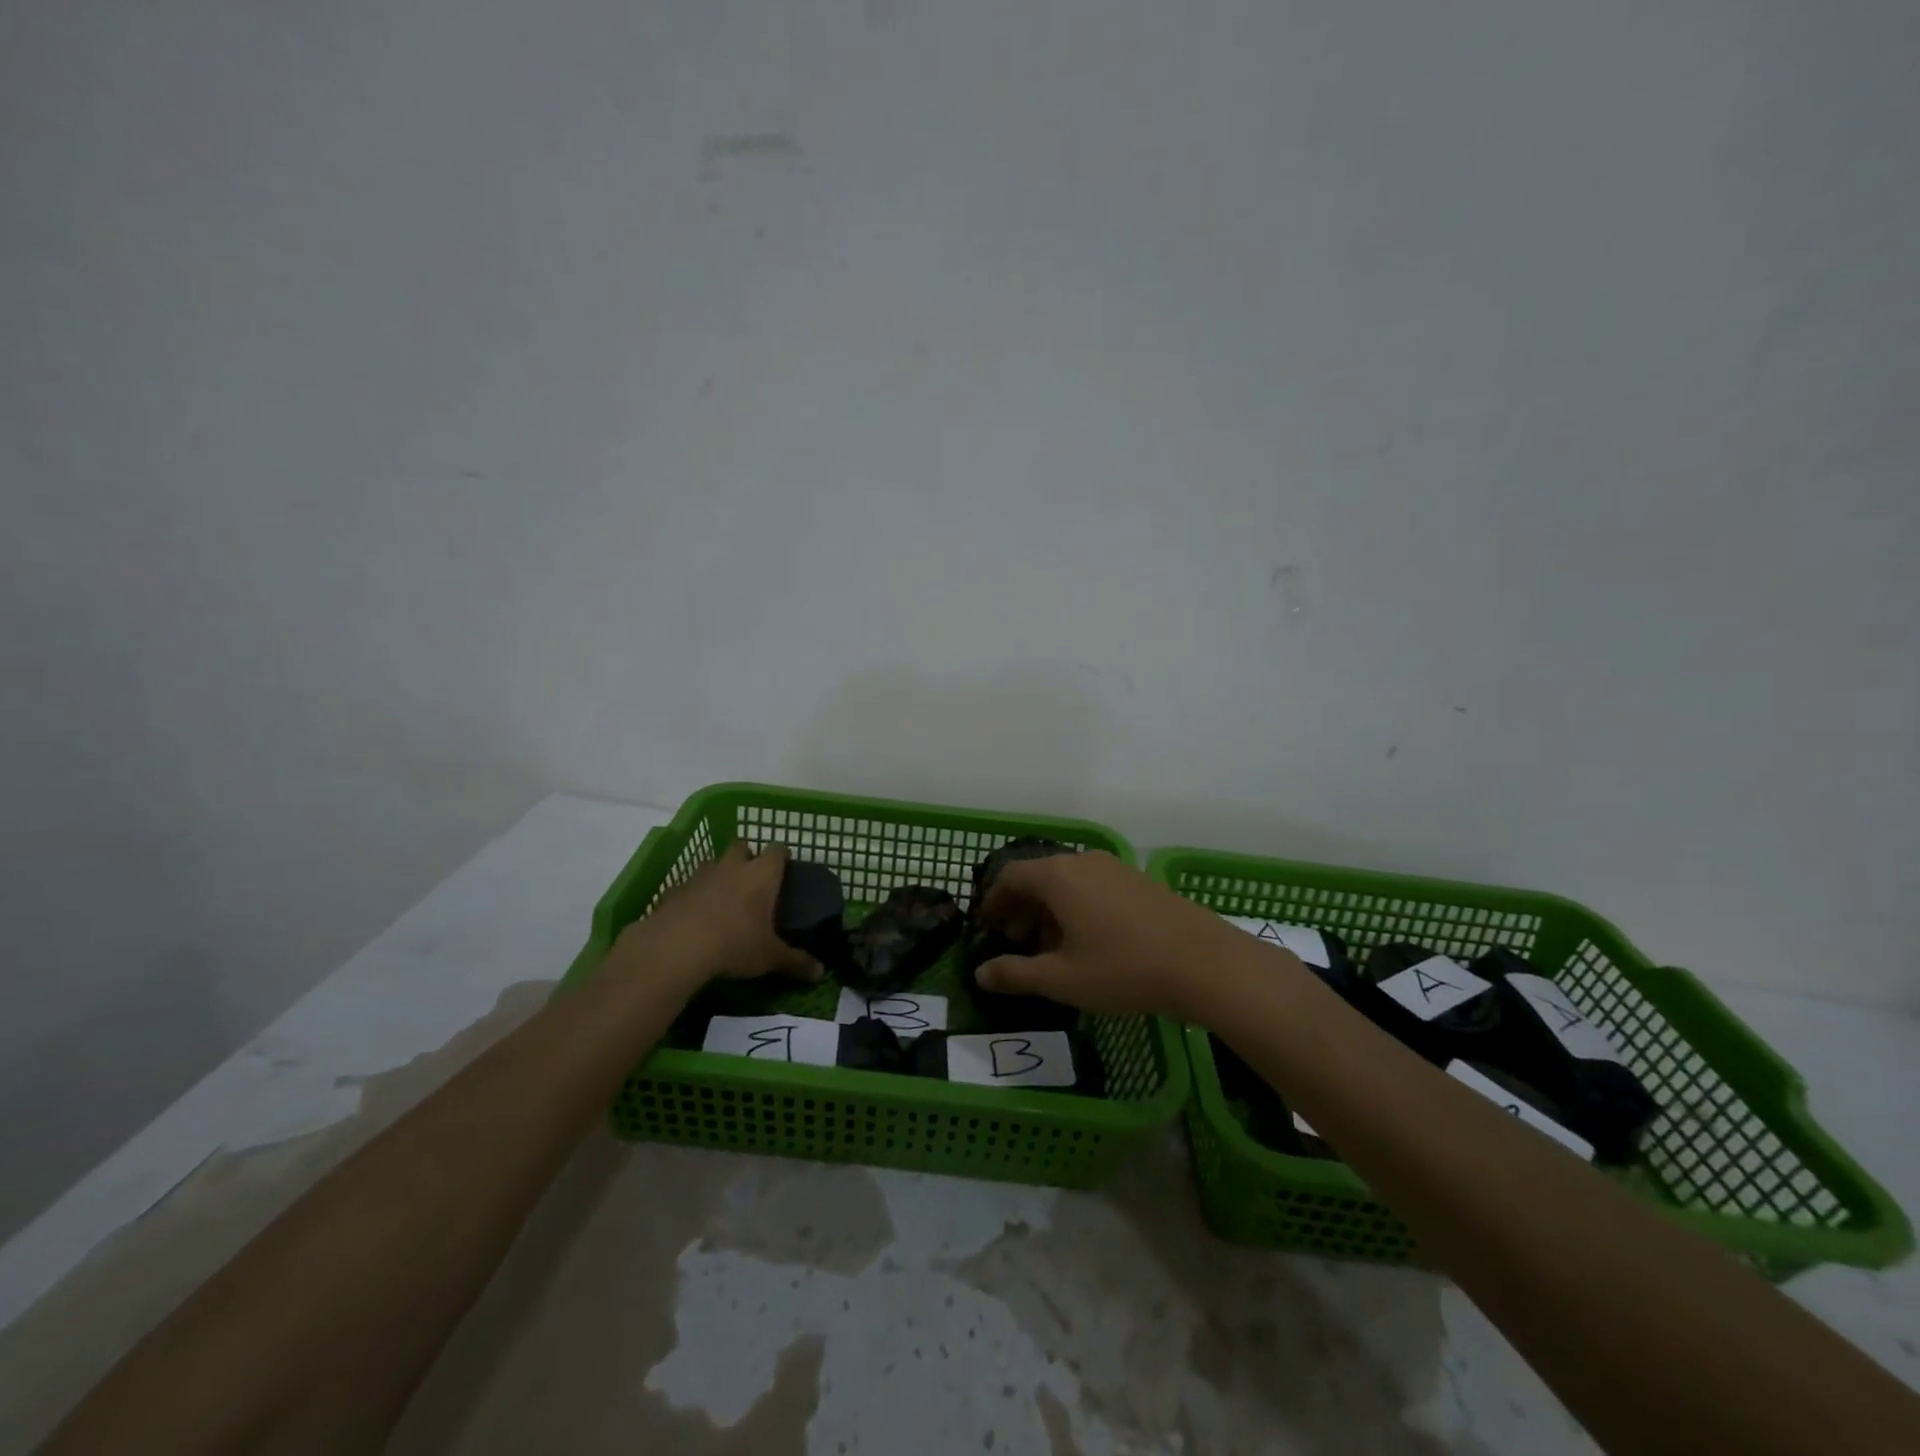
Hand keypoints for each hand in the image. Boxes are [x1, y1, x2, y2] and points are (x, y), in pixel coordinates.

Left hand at [614, 840, 822, 985]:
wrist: (677, 947)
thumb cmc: (735, 944)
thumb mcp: (770, 957)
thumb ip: (796, 962)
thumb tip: (820, 973)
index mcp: (761, 875)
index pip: (777, 850)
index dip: (782, 856)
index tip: (785, 868)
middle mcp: (732, 867)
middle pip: (742, 846)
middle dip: (747, 856)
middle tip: (752, 880)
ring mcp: (700, 876)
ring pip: (712, 862)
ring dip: (718, 873)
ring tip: (722, 897)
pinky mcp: (673, 891)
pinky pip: (686, 886)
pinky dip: (692, 895)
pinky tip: (693, 915)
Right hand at [975, 850, 1259, 1019]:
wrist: (1204, 963)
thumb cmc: (1122, 968)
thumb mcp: (1062, 978)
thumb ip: (1015, 974)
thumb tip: (980, 973)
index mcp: (1058, 876)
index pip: (1010, 876)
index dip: (992, 901)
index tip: (986, 928)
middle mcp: (1084, 861)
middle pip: (1039, 876)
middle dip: (1021, 909)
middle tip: (1014, 942)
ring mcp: (1115, 868)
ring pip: (1068, 882)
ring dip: (1049, 911)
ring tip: (1050, 949)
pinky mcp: (1139, 881)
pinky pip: (1093, 887)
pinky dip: (1077, 908)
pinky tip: (1088, 943)